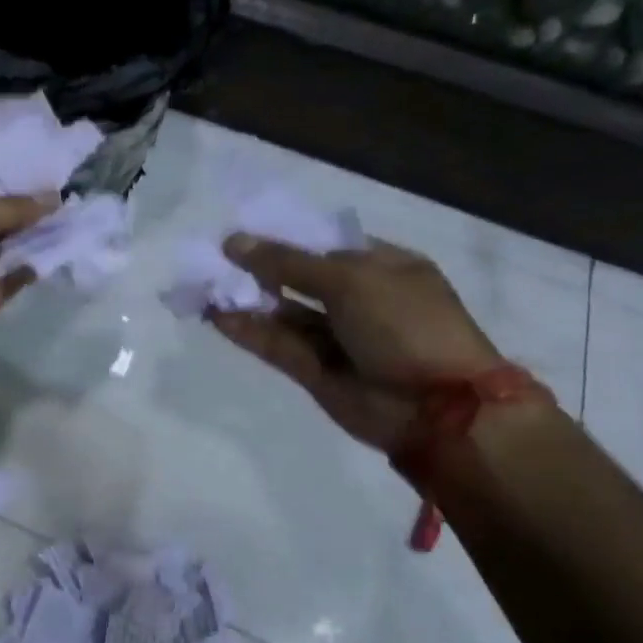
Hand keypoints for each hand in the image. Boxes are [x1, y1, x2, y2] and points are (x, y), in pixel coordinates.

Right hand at [206, 235, 503, 450]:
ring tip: (205, 287)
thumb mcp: (350, 280)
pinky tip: (217, 316)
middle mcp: (359, 300)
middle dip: (258, 269)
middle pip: (298, 279)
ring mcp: (337, 338)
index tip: (241, 234)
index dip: (284, 238)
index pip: (324, 245)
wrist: (437, 409)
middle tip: (214, 260)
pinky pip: (277, 345)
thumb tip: (235, 241)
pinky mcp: (315, 371)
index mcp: (382, 268)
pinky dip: (249, 331)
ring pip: (283, 314)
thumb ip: (288, 262)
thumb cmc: (405, 325)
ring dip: (247, 300)